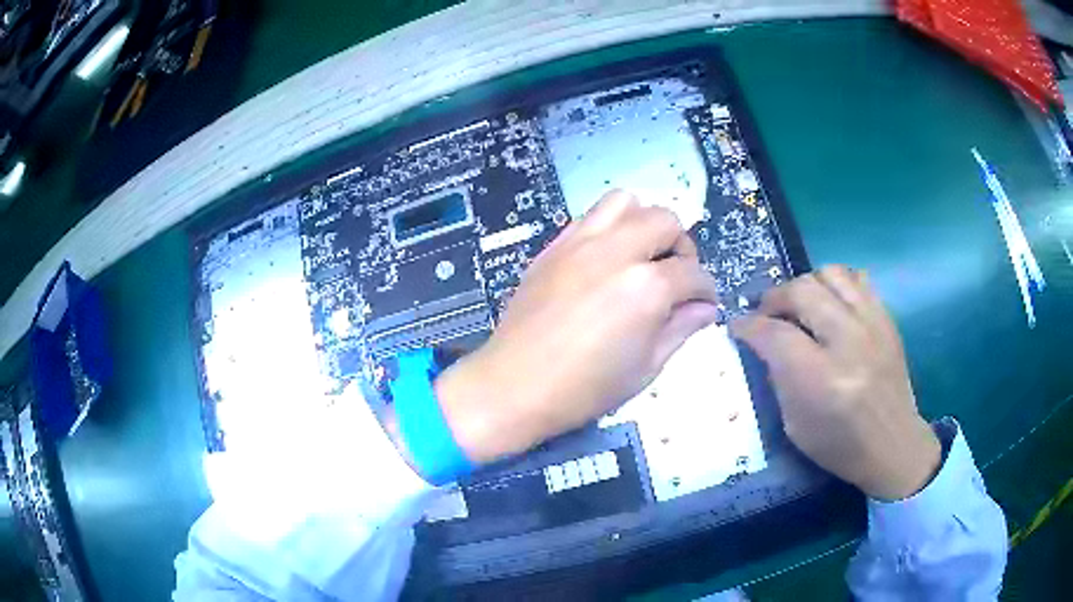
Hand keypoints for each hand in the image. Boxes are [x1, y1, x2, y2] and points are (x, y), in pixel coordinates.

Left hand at [434, 190, 719, 463]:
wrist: (514, 386)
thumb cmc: (584, 389)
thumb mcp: (646, 368)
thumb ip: (681, 329)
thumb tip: (705, 309)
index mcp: (646, 287)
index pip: (693, 272)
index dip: (706, 289)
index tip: (704, 303)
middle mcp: (616, 251)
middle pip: (665, 221)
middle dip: (681, 246)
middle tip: (676, 277)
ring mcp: (580, 243)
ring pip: (625, 202)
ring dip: (644, 223)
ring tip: (642, 255)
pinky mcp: (554, 246)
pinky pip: (590, 216)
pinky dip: (610, 226)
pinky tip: (607, 258)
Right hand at [731, 266, 940, 500]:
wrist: (894, 445)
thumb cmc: (841, 446)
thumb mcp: (795, 426)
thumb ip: (779, 378)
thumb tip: (765, 343)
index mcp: (821, 380)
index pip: (775, 334)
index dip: (748, 326)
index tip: (738, 327)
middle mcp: (848, 342)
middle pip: (801, 291)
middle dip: (774, 298)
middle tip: (766, 314)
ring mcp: (872, 325)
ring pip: (829, 274)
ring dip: (805, 285)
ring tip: (799, 305)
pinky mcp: (886, 318)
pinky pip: (856, 279)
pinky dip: (835, 284)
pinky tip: (829, 303)